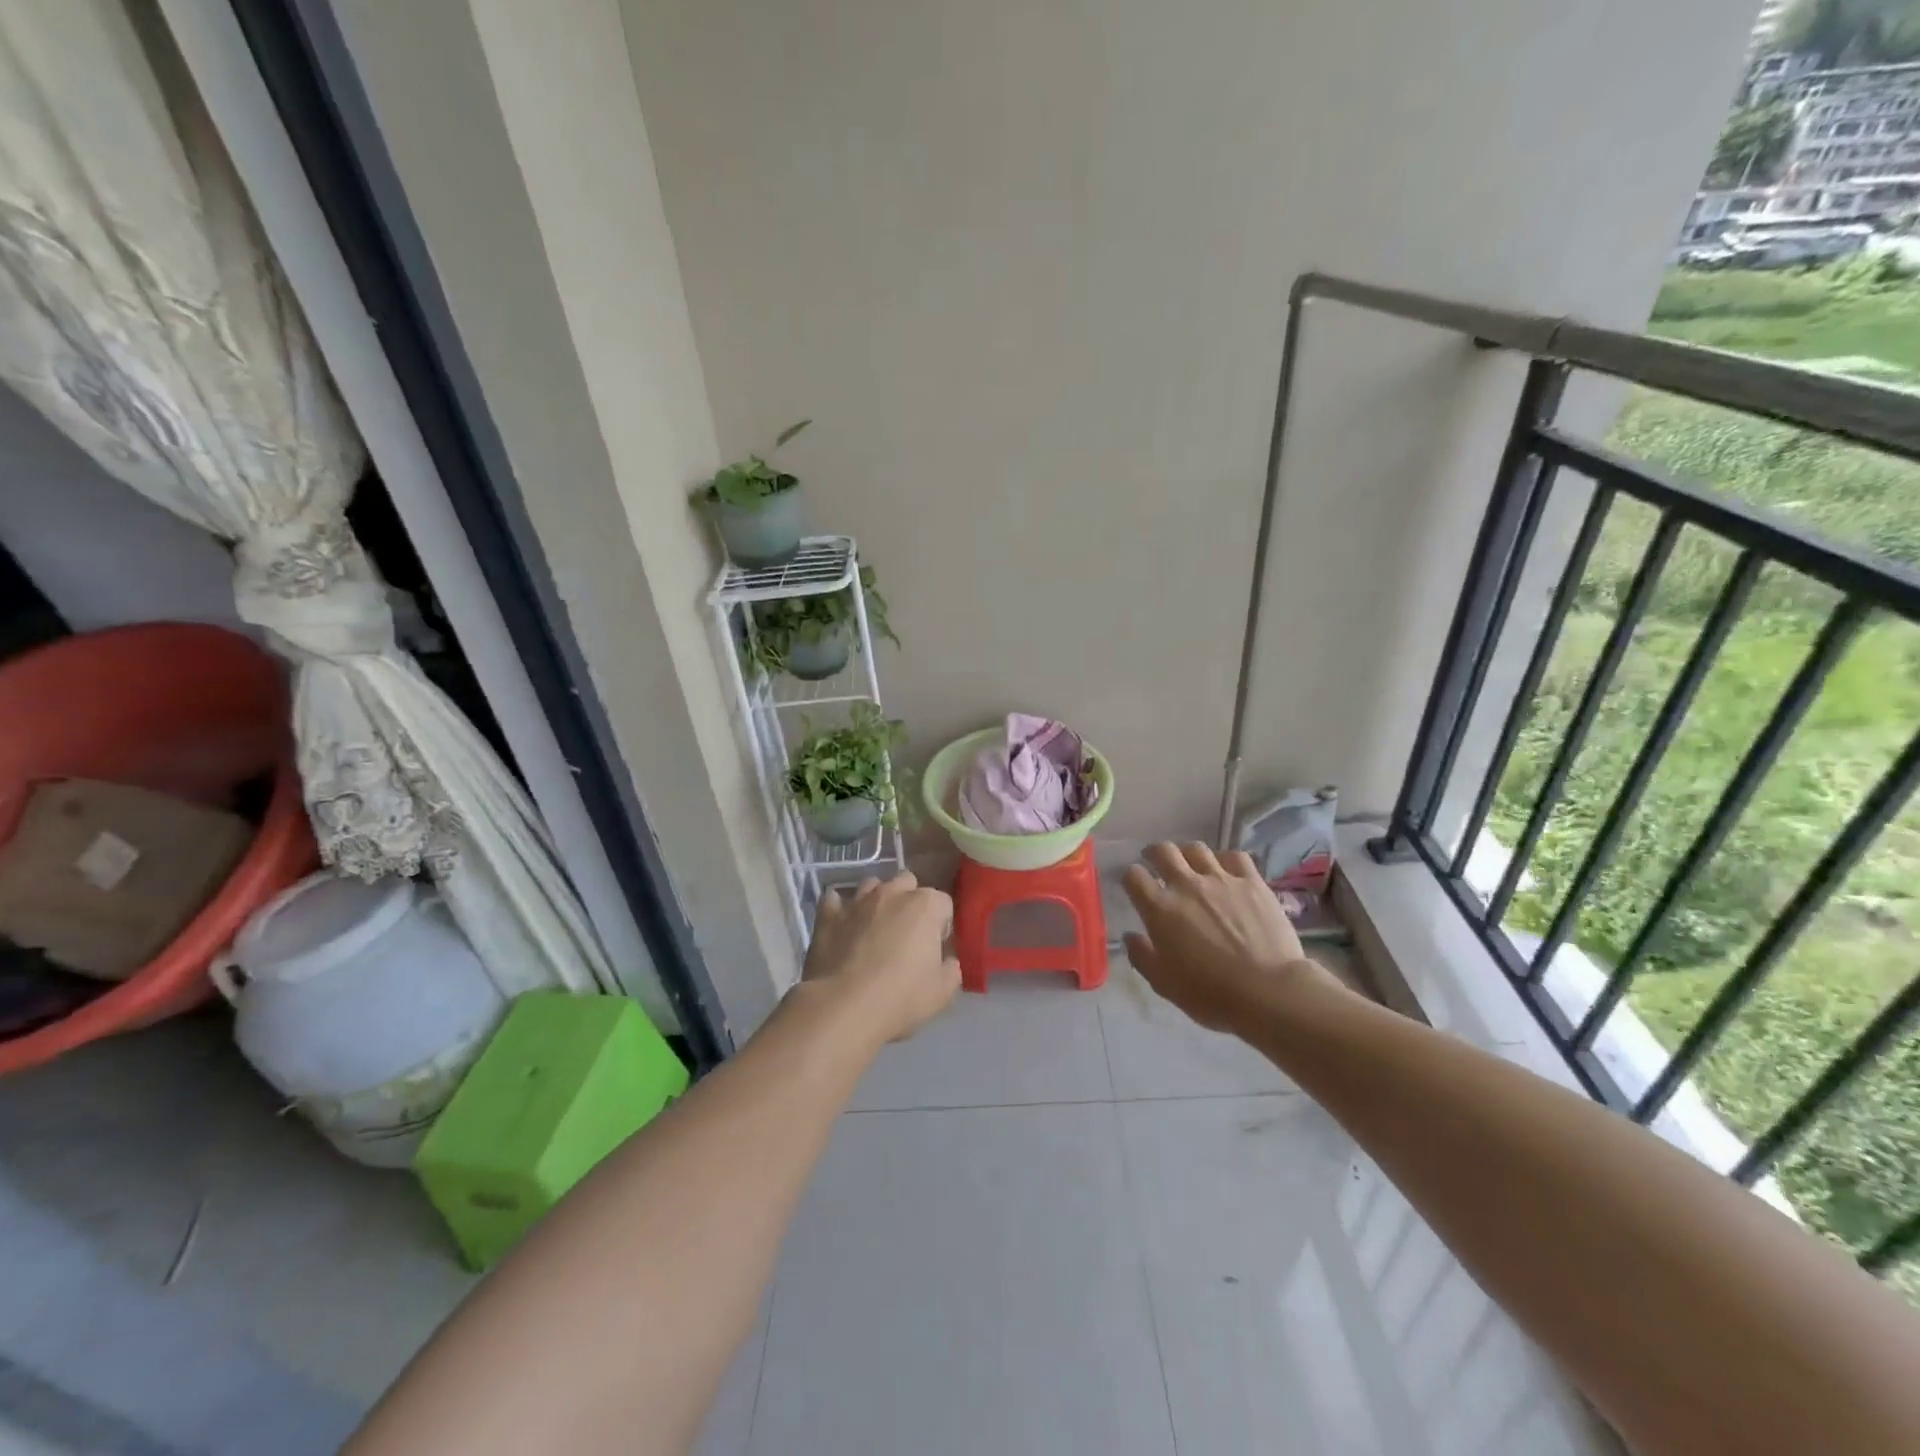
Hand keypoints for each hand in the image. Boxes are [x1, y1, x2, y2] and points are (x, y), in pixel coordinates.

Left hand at [800, 874, 960, 1043]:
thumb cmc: (901, 997)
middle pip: (908, 883)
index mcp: (925, 906)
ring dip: (878, 901)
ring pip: (872, 886)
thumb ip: (951, 969)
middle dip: (911, 902)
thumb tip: (947, 961)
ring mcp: (858, 901)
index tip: (935, 948)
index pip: (943, 904)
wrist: (844, 1008)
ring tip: (876, 928)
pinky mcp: (828, 915)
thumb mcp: (943, 992)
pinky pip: (834, 901)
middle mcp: (892, 893)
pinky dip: (841, 910)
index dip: (942, 926)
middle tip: (907, 934)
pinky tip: (843, 926)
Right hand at [1122, 842, 1329, 1033]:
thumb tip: (1130, 936)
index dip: (1131, 878)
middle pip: (1163, 851)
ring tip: (1191, 866)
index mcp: (1160, 909)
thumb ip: (1142, 956)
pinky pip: (1235, 856)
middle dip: (1154, 854)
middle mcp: (1187, 885)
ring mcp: (1221, 879)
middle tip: (1157, 864)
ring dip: (1188, 855)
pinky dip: (1225, 860)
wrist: (1269, 992)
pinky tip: (1227, 871)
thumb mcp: (1164, 984)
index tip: (1135, 887)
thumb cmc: (1211, 993)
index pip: (1134, 876)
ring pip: (1197, 849)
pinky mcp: (1252, 882)